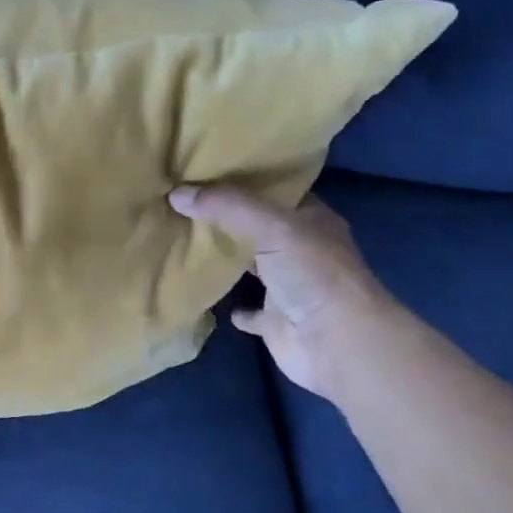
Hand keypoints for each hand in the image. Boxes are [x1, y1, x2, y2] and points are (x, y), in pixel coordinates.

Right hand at [169, 185, 399, 399]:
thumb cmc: (313, 274)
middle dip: (228, 218)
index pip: (277, 190)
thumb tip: (176, 193)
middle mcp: (301, 250)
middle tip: (185, 202)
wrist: (335, 342)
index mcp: (311, 220)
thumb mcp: (271, 226)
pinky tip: (207, 295)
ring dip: (226, 259)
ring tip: (185, 241)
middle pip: (259, 228)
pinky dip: (233, 307)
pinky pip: (248, 312)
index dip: (246, 179)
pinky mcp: (275, 321)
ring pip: (251, 267)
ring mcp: (288, 287)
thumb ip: (226, 206)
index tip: (207, 170)